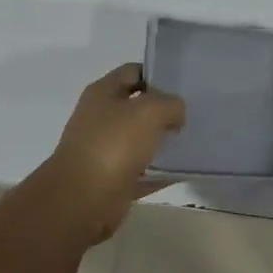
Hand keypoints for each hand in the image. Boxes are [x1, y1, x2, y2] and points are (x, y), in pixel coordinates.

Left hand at [44, 63, 185, 240]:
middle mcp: (101, 118)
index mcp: (103, 92)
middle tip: (191, 114)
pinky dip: (160, 171)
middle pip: (138, 107)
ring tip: (191, 141)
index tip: (183, 85)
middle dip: (164, 110)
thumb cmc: (113, 144)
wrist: (81, 201)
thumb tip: (176, 114)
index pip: (134, 72)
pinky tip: (182, 170)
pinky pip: (143, 171)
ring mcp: (104, 150)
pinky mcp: (112, 180)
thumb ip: (171, 103)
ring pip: (141, 140)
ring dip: (163, 142)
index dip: (158, 75)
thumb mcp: (150, 110)